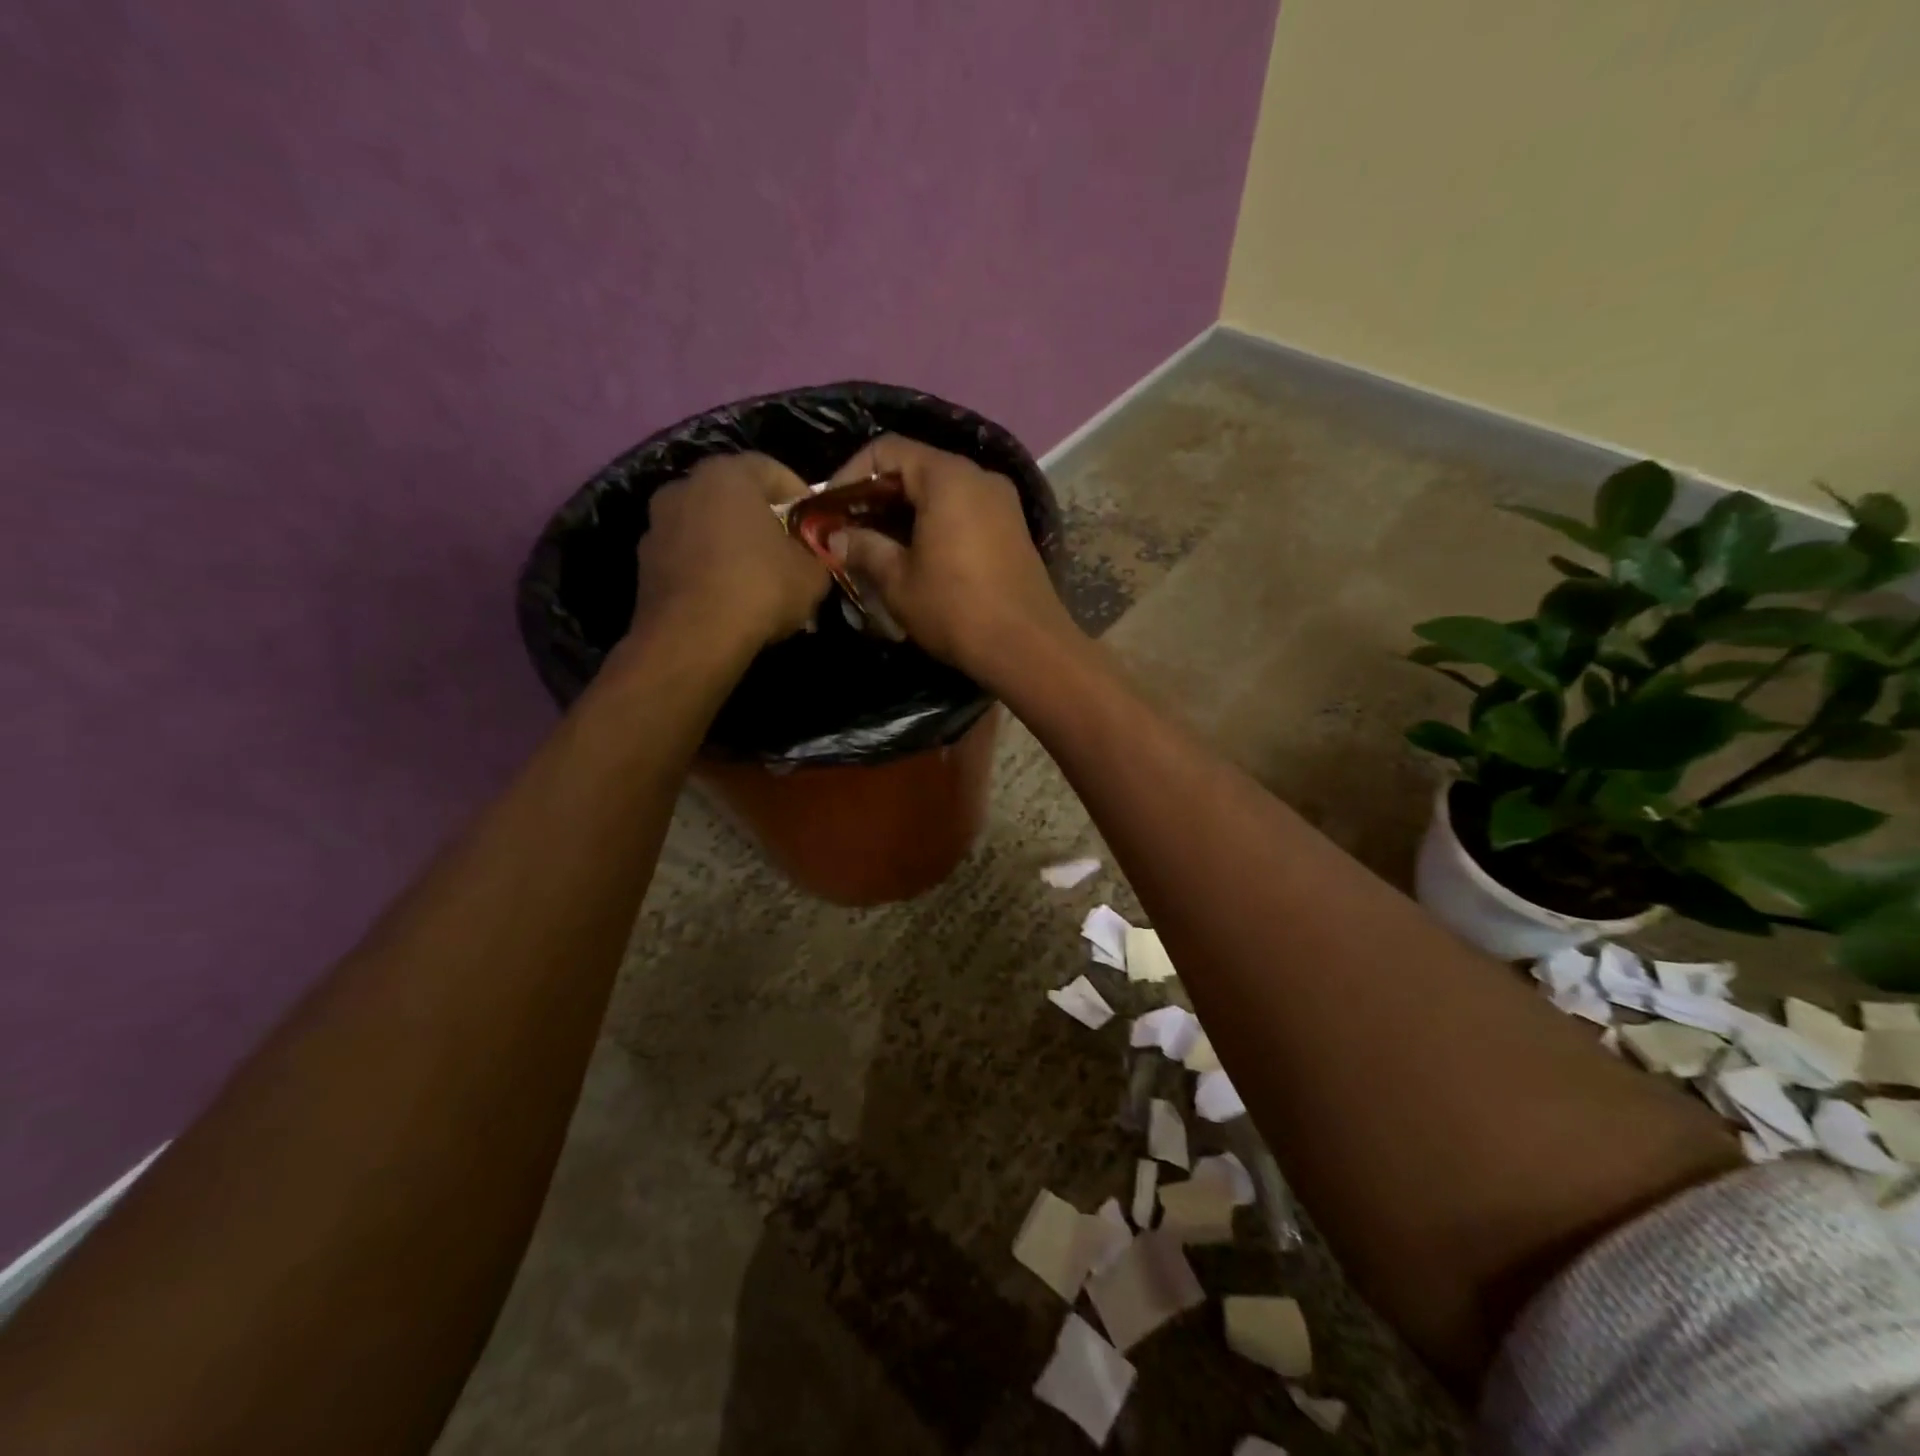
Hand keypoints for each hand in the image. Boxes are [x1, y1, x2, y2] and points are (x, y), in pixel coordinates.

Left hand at [629, 453, 830, 654]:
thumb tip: (814, 556)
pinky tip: (730, 600)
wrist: (692, 639)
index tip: (816, 526)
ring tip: (758, 582)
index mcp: (727, 475)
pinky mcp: (645, 564)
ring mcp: (658, 525)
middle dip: (763, 521)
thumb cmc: (759, 589)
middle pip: (735, 497)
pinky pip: (689, 558)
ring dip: (733, 546)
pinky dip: (709, 570)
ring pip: (709, 528)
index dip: (800, 496)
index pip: (772, 469)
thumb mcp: (812, 574)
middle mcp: (684, 487)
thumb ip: (817, 554)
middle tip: (789, 552)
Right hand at [825, 436, 1077, 680]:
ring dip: (904, 513)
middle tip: (847, 530)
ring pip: (941, 492)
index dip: (850, 474)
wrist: (1028, 648)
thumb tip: (837, 537)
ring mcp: (1002, 503)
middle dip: (876, 497)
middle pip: (916, 468)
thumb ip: (864, 548)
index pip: (888, 449)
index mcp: (948, 477)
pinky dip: (934, 524)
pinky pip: (964, 512)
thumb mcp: (898, 581)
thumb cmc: (956, 609)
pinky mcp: (1013, 529)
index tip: (829, 509)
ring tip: (876, 547)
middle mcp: (979, 477)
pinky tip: (915, 557)